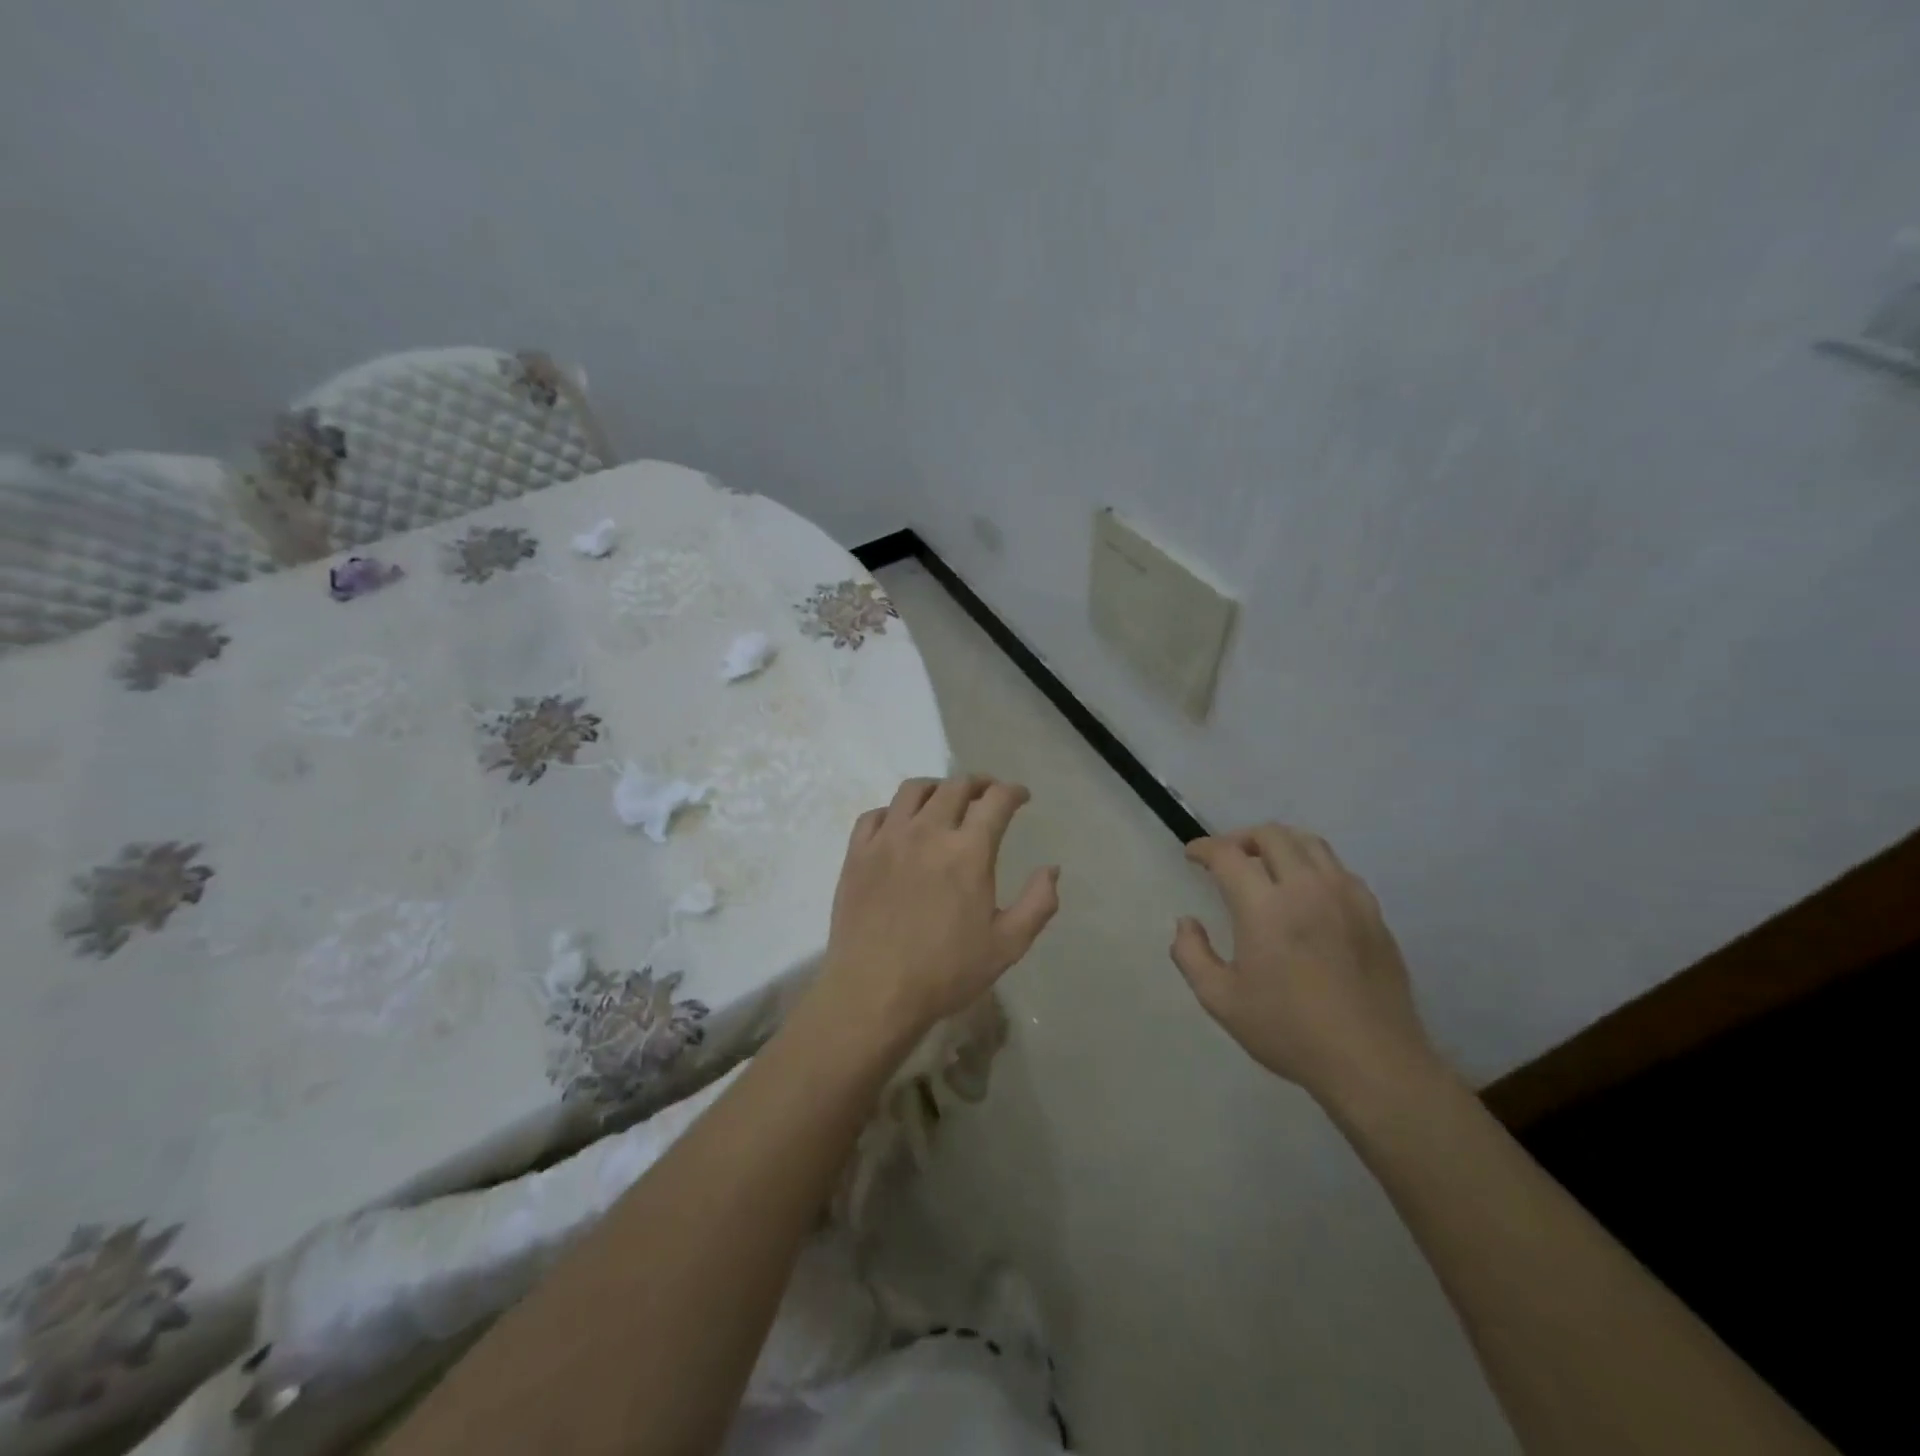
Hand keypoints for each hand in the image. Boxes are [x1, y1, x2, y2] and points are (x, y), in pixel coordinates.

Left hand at [813, 775, 1059, 1047]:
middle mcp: (928, 832)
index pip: (996, 800)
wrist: (874, 993)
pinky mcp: (857, 853)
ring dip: (936, 788)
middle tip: (987, 795)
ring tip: (944, 801)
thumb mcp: (1007, 946)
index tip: (1021, 797)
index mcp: (968, 851)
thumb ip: (1038, 903)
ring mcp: (887, 839)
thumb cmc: (946, 972)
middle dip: (979, 784)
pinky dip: (894, 811)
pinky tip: (900, 826)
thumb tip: (1052, 869)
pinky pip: (875, 814)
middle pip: (956, 786)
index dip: (1013, 792)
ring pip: (913, 790)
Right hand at [1170, 824, 1438, 1104]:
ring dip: (1279, 844)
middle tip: (1226, 859)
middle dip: (1241, 838)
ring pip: (1310, 843)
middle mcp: (1306, 888)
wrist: (1372, 1062)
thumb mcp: (1221, 1000)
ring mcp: (1346, 897)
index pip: (1228, 854)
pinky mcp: (1373, 913)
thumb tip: (1187, 922)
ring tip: (1265, 866)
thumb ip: (1191, 954)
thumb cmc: (1289, 1031)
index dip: (1204, 848)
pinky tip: (1307, 894)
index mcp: (1264, 907)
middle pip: (1271, 835)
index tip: (1192, 855)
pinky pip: (1338, 869)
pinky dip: (1313, 866)